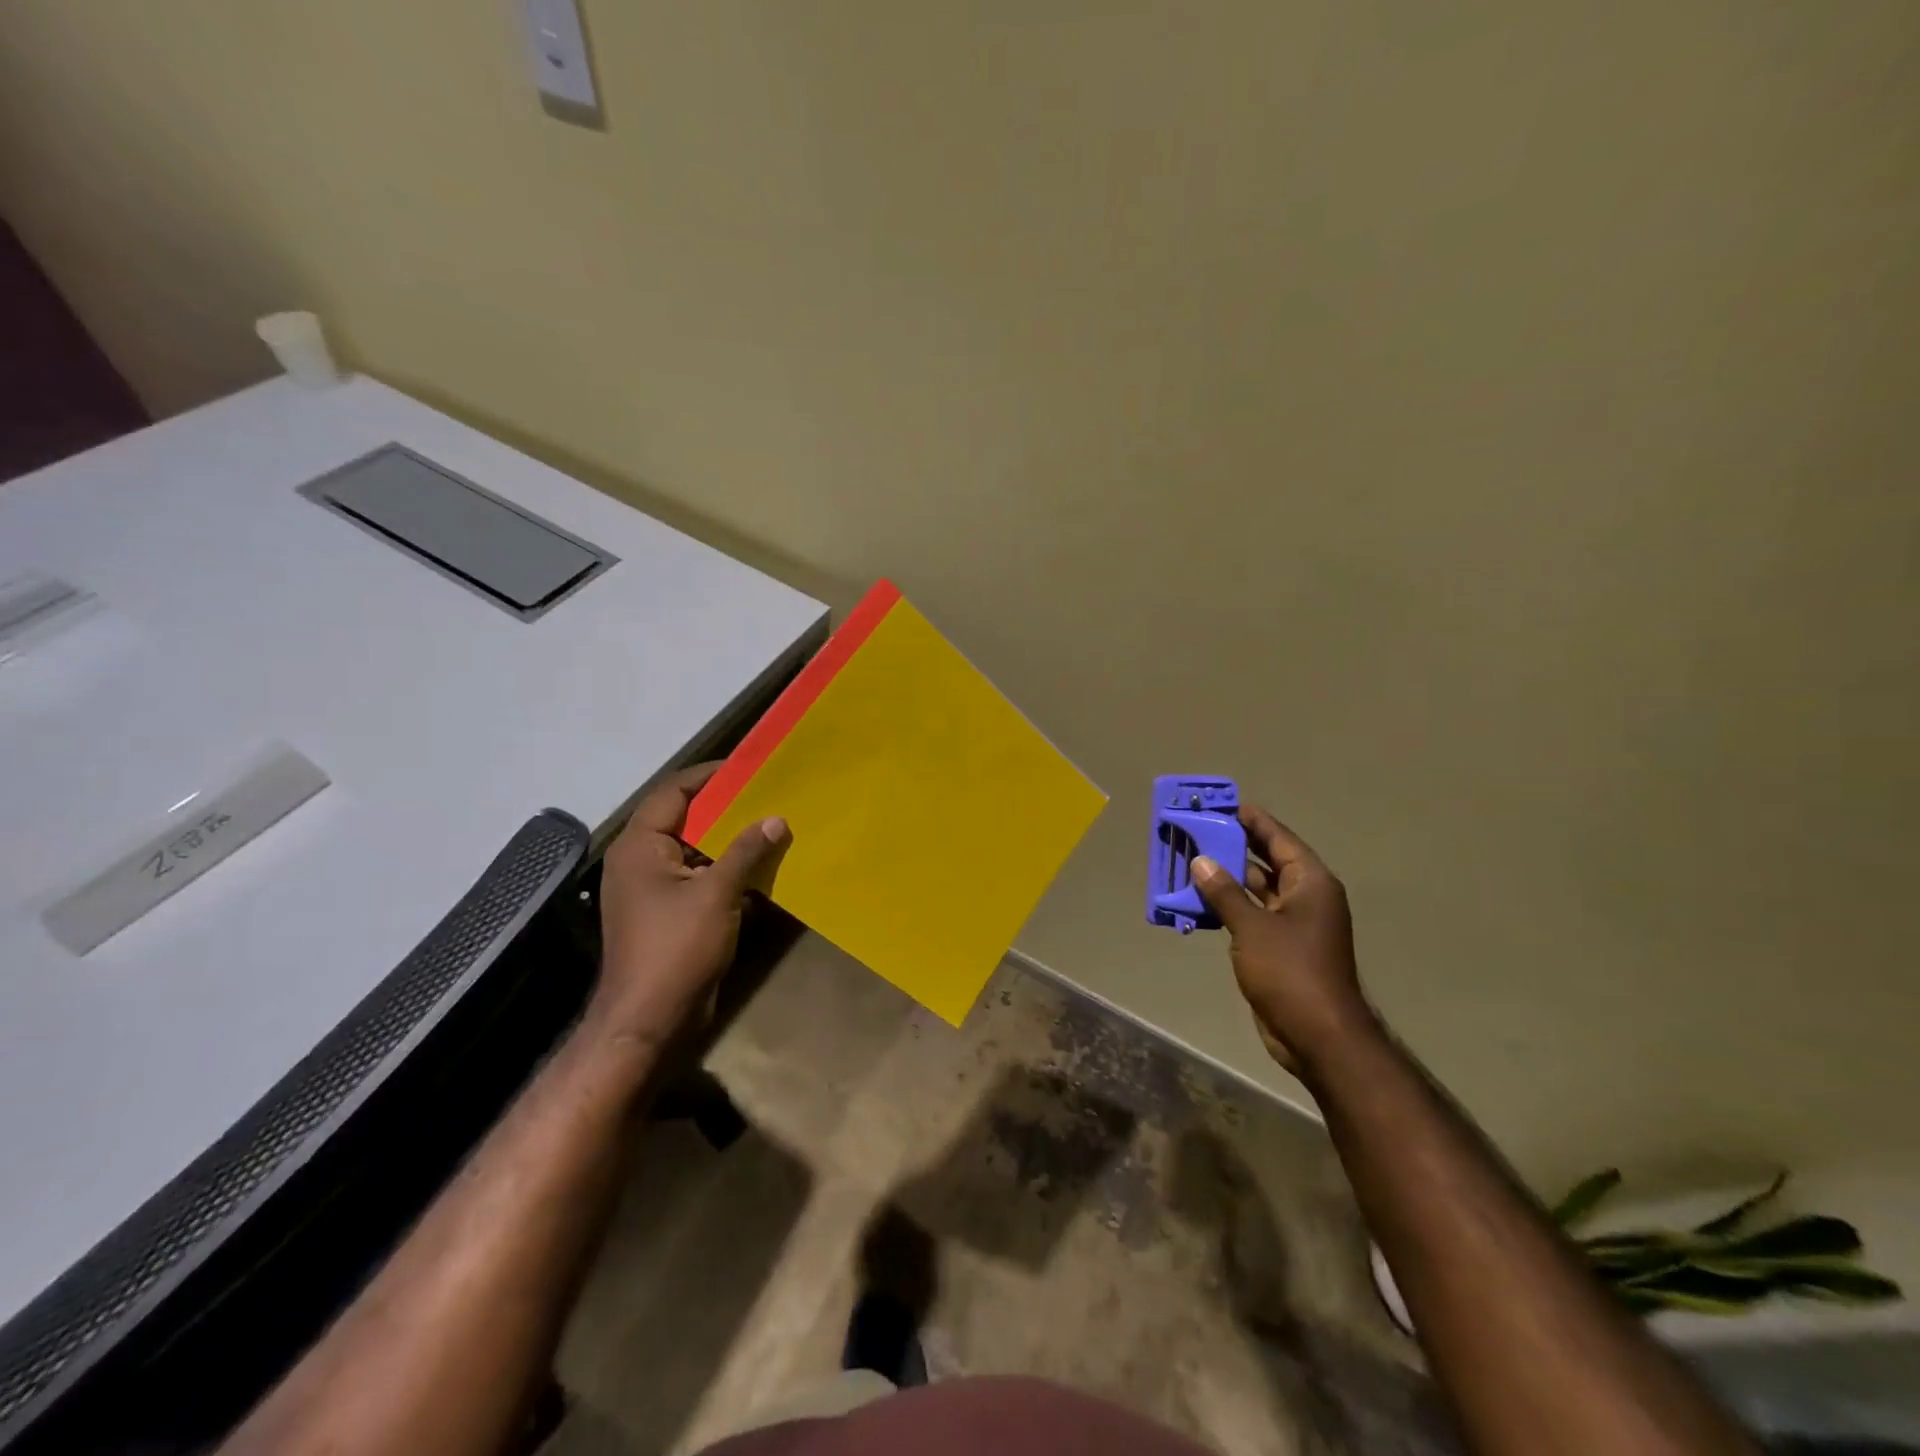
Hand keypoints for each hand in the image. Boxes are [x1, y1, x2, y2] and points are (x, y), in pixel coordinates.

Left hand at [589, 765, 789, 1046]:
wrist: (648, 1021)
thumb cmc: (676, 948)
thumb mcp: (716, 894)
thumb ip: (746, 851)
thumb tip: (776, 819)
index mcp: (640, 846)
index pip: (673, 792)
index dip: (710, 776)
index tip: (749, 766)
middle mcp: (641, 861)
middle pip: (685, 818)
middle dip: (726, 806)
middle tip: (768, 793)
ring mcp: (653, 889)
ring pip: (695, 849)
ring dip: (729, 839)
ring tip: (771, 824)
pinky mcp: (668, 913)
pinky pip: (699, 876)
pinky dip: (726, 868)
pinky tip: (760, 866)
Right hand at [1191, 805, 1373, 1075]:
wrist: (1318, 1035)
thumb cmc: (1290, 972)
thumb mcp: (1252, 927)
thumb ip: (1224, 892)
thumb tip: (1201, 860)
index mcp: (1310, 883)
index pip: (1278, 838)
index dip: (1252, 820)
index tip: (1224, 803)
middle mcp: (1305, 897)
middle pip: (1266, 860)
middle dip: (1233, 846)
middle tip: (1198, 829)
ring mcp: (1294, 923)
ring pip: (1256, 889)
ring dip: (1227, 877)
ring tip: (1190, 860)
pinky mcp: (1280, 947)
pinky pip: (1251, 914)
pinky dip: (1228, 905)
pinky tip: (1199, 900)